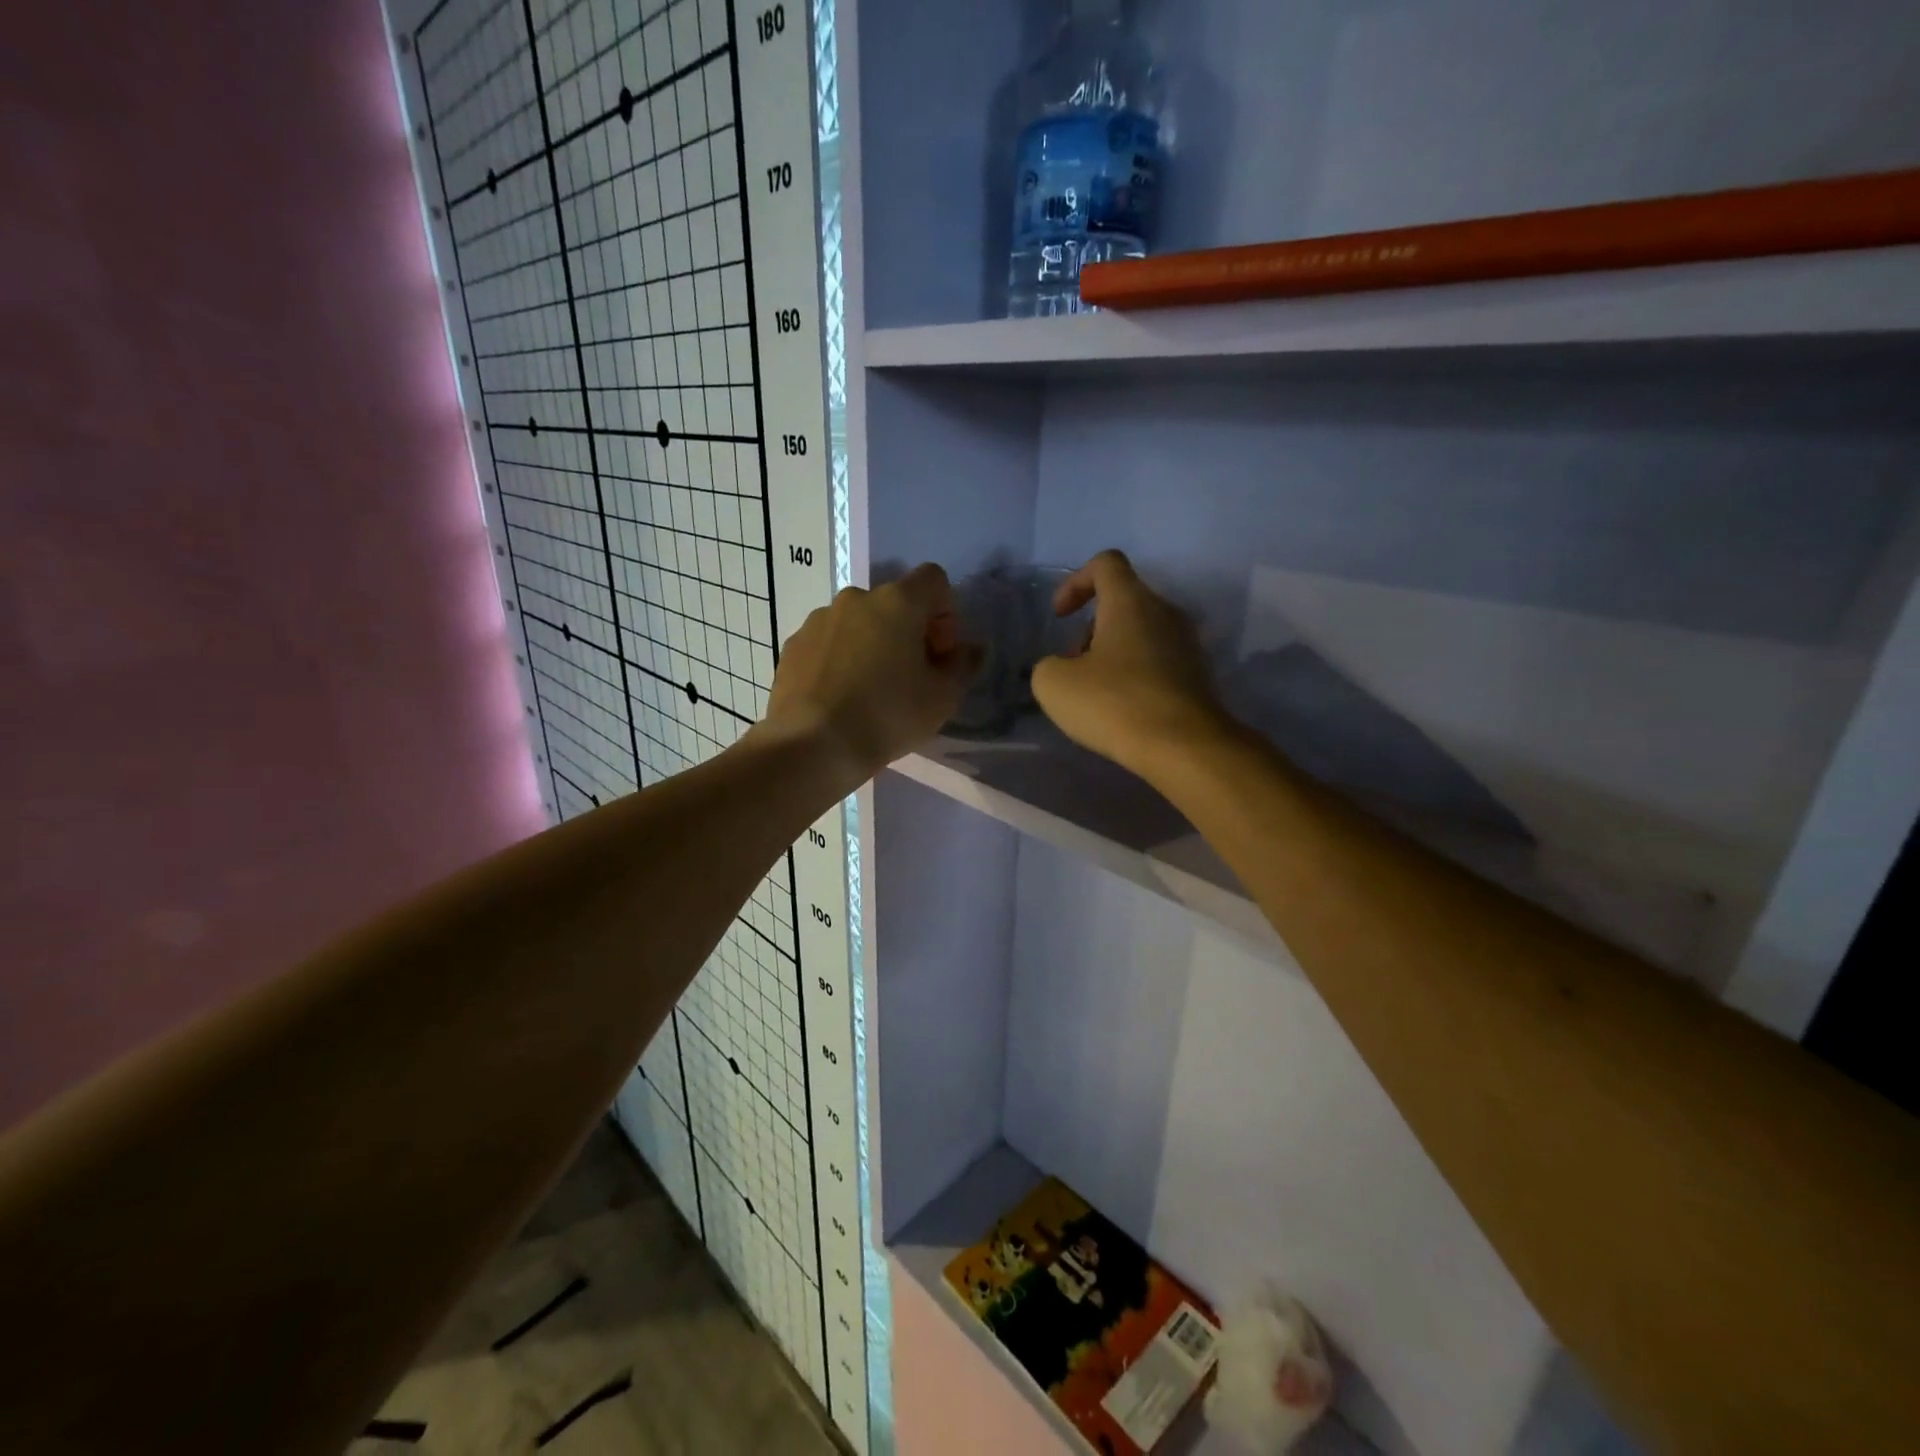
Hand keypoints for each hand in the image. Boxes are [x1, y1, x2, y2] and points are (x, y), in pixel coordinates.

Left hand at [763, 563, 979, 784]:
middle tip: (910, 676)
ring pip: (859, 623)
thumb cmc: (887, 716)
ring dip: (872, 645)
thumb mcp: (942, 698)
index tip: (940, 653)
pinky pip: (829, 642)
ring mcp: (819, 619)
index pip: (934, 580)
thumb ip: (963, 665)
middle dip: (908, 632)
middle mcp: (856, 598)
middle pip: (894, 603)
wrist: (813, 745)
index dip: (945, 612)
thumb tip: (971, 649)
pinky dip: (841, 659)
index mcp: (897, 602)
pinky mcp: (794, 644)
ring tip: (871, 690)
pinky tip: (841, 697)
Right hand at [1031, 550, 1230, 780]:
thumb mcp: (1054, 684)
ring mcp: (1187, 642)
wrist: (1183, 746)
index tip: (1060, 616)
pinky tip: (1123, 709)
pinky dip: (1135, 674)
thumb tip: (1063, 668)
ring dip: (1112, 653)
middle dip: (1090, 628)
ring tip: (1095, 692)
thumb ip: (1048, 665)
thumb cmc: (1114, 703)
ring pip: (1140, 632)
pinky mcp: (1197, 674)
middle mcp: (1165, 612)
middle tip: (1074, 666)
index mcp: (1131, 601)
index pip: (1105, 563)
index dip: (1075, 582)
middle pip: (1122, 601)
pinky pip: (1158, 659)